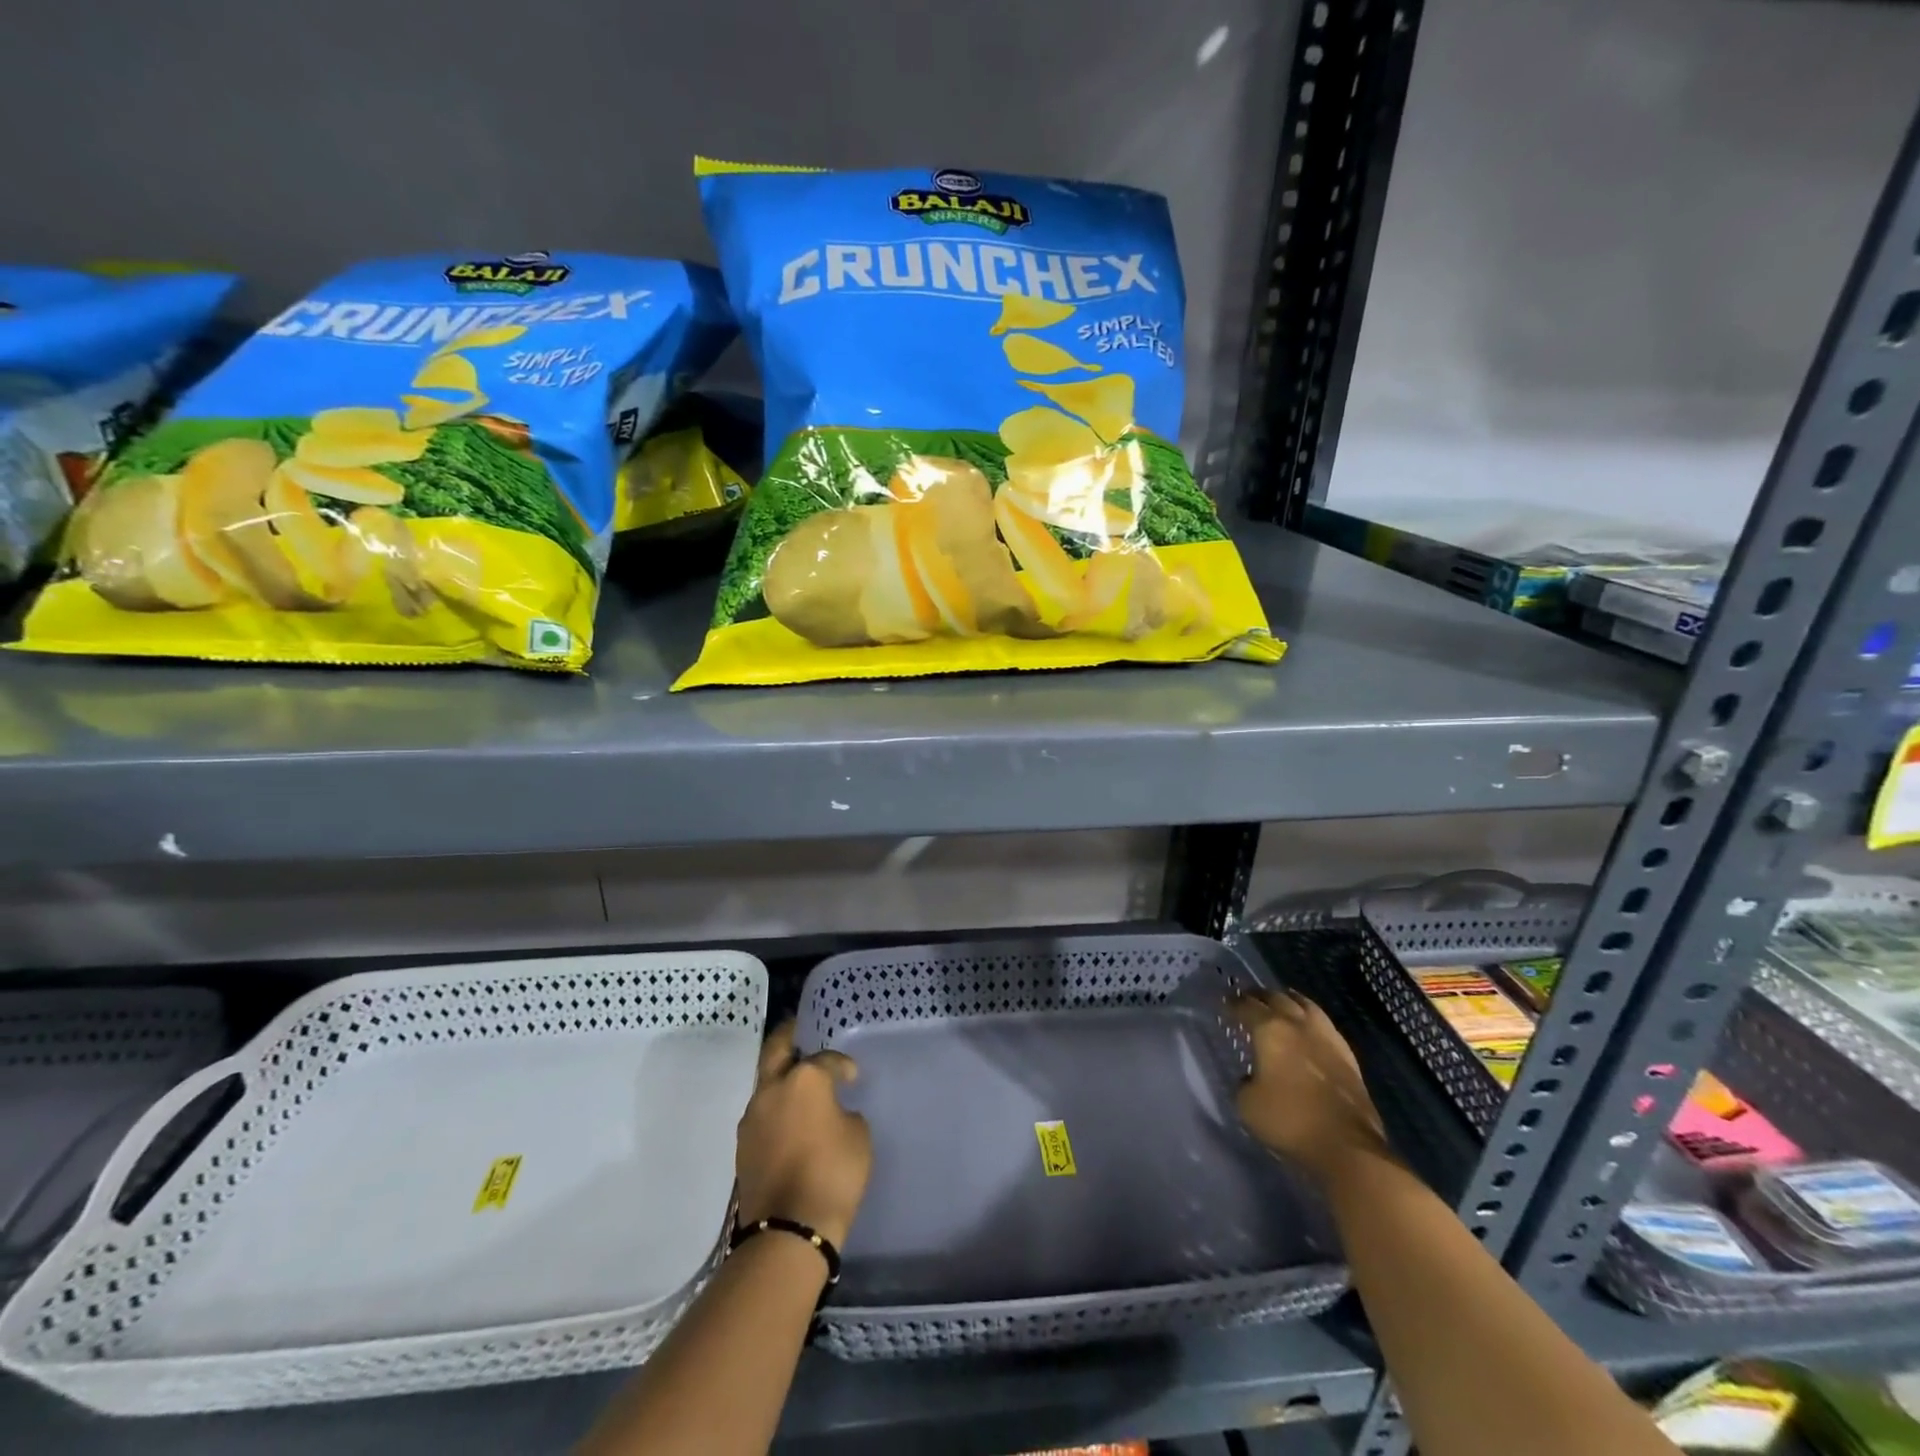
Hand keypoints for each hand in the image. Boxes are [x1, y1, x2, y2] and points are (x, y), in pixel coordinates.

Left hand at [735, 1022, 872, 1248]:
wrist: (789, 1229)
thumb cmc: (833, 1174)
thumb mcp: (858, 1136)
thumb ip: (845, 1113)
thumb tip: (832, 1113)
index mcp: (805, 1078)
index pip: (827, 1060)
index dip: (843, 1066)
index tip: (853, 1077)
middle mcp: (773, 1088)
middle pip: (776, 1049)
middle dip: (788, 1036)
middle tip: (800, 1030)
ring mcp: (752, 1115)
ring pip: (766, 1082)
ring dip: (781, 1078)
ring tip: (799, 1084)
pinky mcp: (743, 1143)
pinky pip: (762, 1112)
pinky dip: (776, 1107)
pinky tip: (790, 1119)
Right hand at [1231, 989, 1390, 1182]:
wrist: (1347, 1146)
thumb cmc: (1289, 1121)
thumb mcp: (1247, 1105)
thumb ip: (1244, 1083)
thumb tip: (1251, 1078)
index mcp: (1270, 1030)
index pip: (1246, 1006)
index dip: (1233, 1003)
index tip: (1225, 1004)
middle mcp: (1298, 1025)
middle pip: (1276, 997)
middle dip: (1259, 996)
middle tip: (1248, 999)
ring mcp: (1327, 1037)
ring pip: (1305, 1004)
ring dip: (1288, 1000)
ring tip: (1280, 1002)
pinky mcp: (1348, 1055)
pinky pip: (1324, 1023)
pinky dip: (1310, 1018)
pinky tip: (1309, 1027)